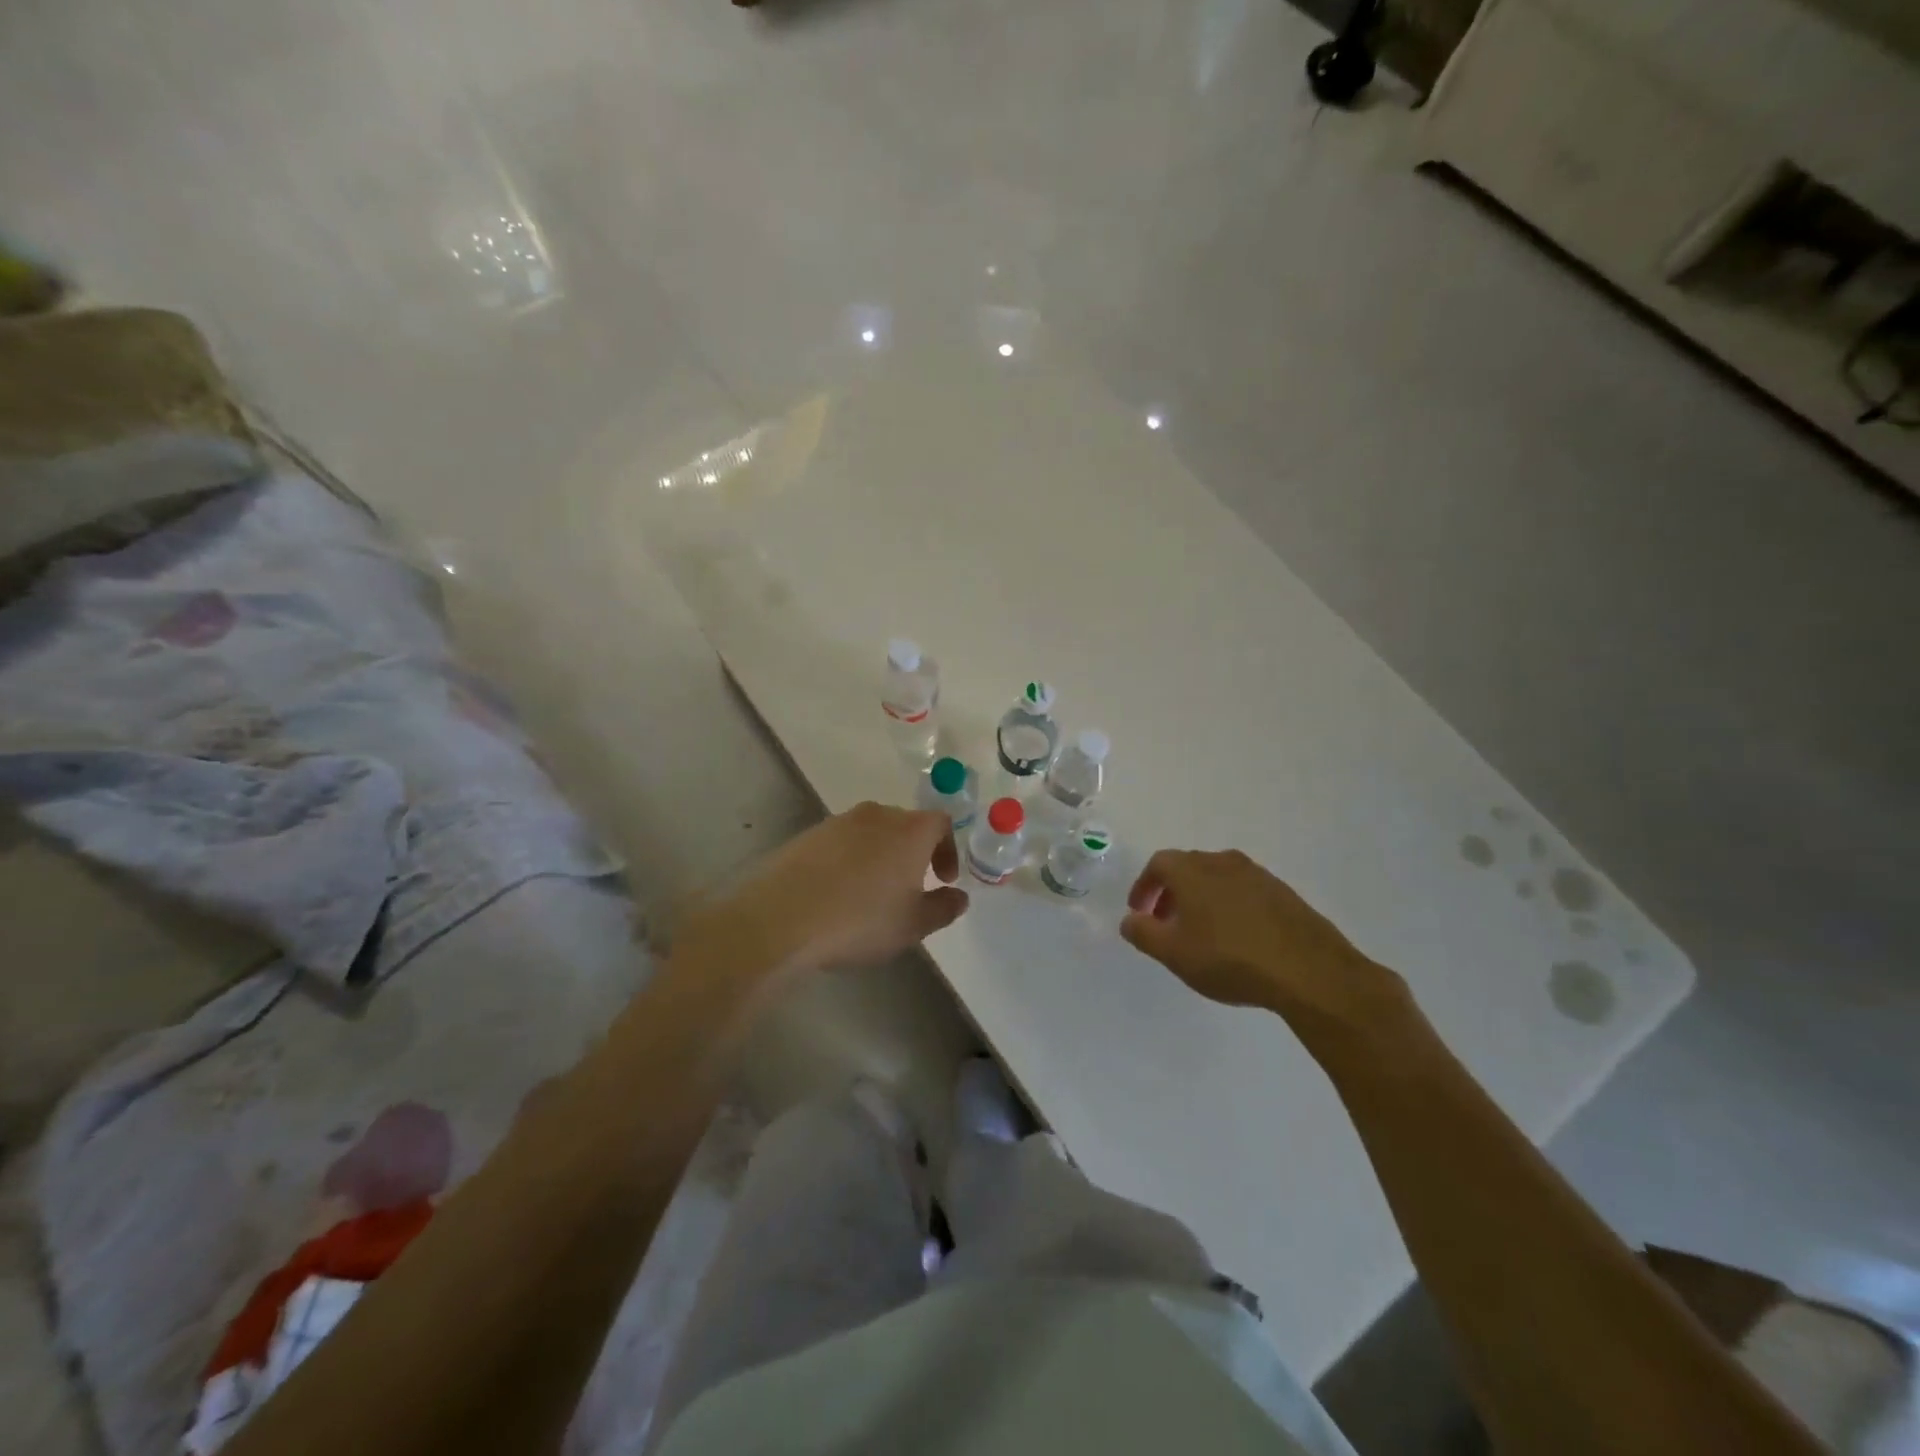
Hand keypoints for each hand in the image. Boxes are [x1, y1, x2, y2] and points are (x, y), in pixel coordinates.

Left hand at [679, 802, 967, 984]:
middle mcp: (876, 815)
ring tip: (872, 894)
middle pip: (905, 824)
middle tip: (910, 887)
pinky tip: (837, 895)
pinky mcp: (806, 836)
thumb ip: (943, 908)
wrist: (781, 919)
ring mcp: (837, 822)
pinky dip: (848, 861)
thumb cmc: (860, 920)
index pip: (941, 823)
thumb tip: (958, 897)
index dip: (947, 849)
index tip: (943, 879)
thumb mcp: (912, 925)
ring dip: (879, 856)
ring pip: (870, 833)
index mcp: (909, 830)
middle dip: (913, 852)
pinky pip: (840, 844)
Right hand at [1120, 849, 1411, 1036]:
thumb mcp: (1173, 953)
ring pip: (1218, 879)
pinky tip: (1236, 938)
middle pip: (1188, 868)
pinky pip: (1244, 892)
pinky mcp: (1284, 894)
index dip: (1144, 886)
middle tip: (1166, 923)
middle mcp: (1223, 862)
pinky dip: (1229, 906)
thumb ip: (1143, 933)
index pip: (1159, 864)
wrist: (1309, 971)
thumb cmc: (1229, 958)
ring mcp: (1258, 875)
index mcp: (1193, 870)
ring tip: (1201, 933)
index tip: (1140, 912)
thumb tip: (1129, 919)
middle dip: (1171, 893)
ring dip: (1202, 899)